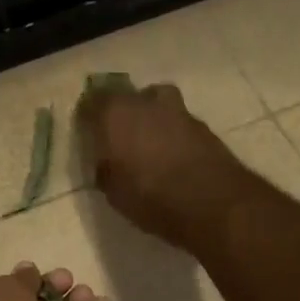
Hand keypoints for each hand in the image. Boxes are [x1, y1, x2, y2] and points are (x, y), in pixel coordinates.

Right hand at [78, 82, 247, 246]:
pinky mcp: (203, 126)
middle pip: (128, 97)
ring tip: (149, 146)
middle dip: (121, 113)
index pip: (92, 102)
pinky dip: (172, 134)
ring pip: (157, 105)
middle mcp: (146, 102)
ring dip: (151, 120)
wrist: (212, 203)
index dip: (88, 116)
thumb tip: (107, 162)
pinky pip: (178, 123)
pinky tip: (172, 156)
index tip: (87, 132)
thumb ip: (107, 169)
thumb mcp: (115, 193)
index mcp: (115, 113)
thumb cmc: (152, 198)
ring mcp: (178, 110)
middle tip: (119, 138)